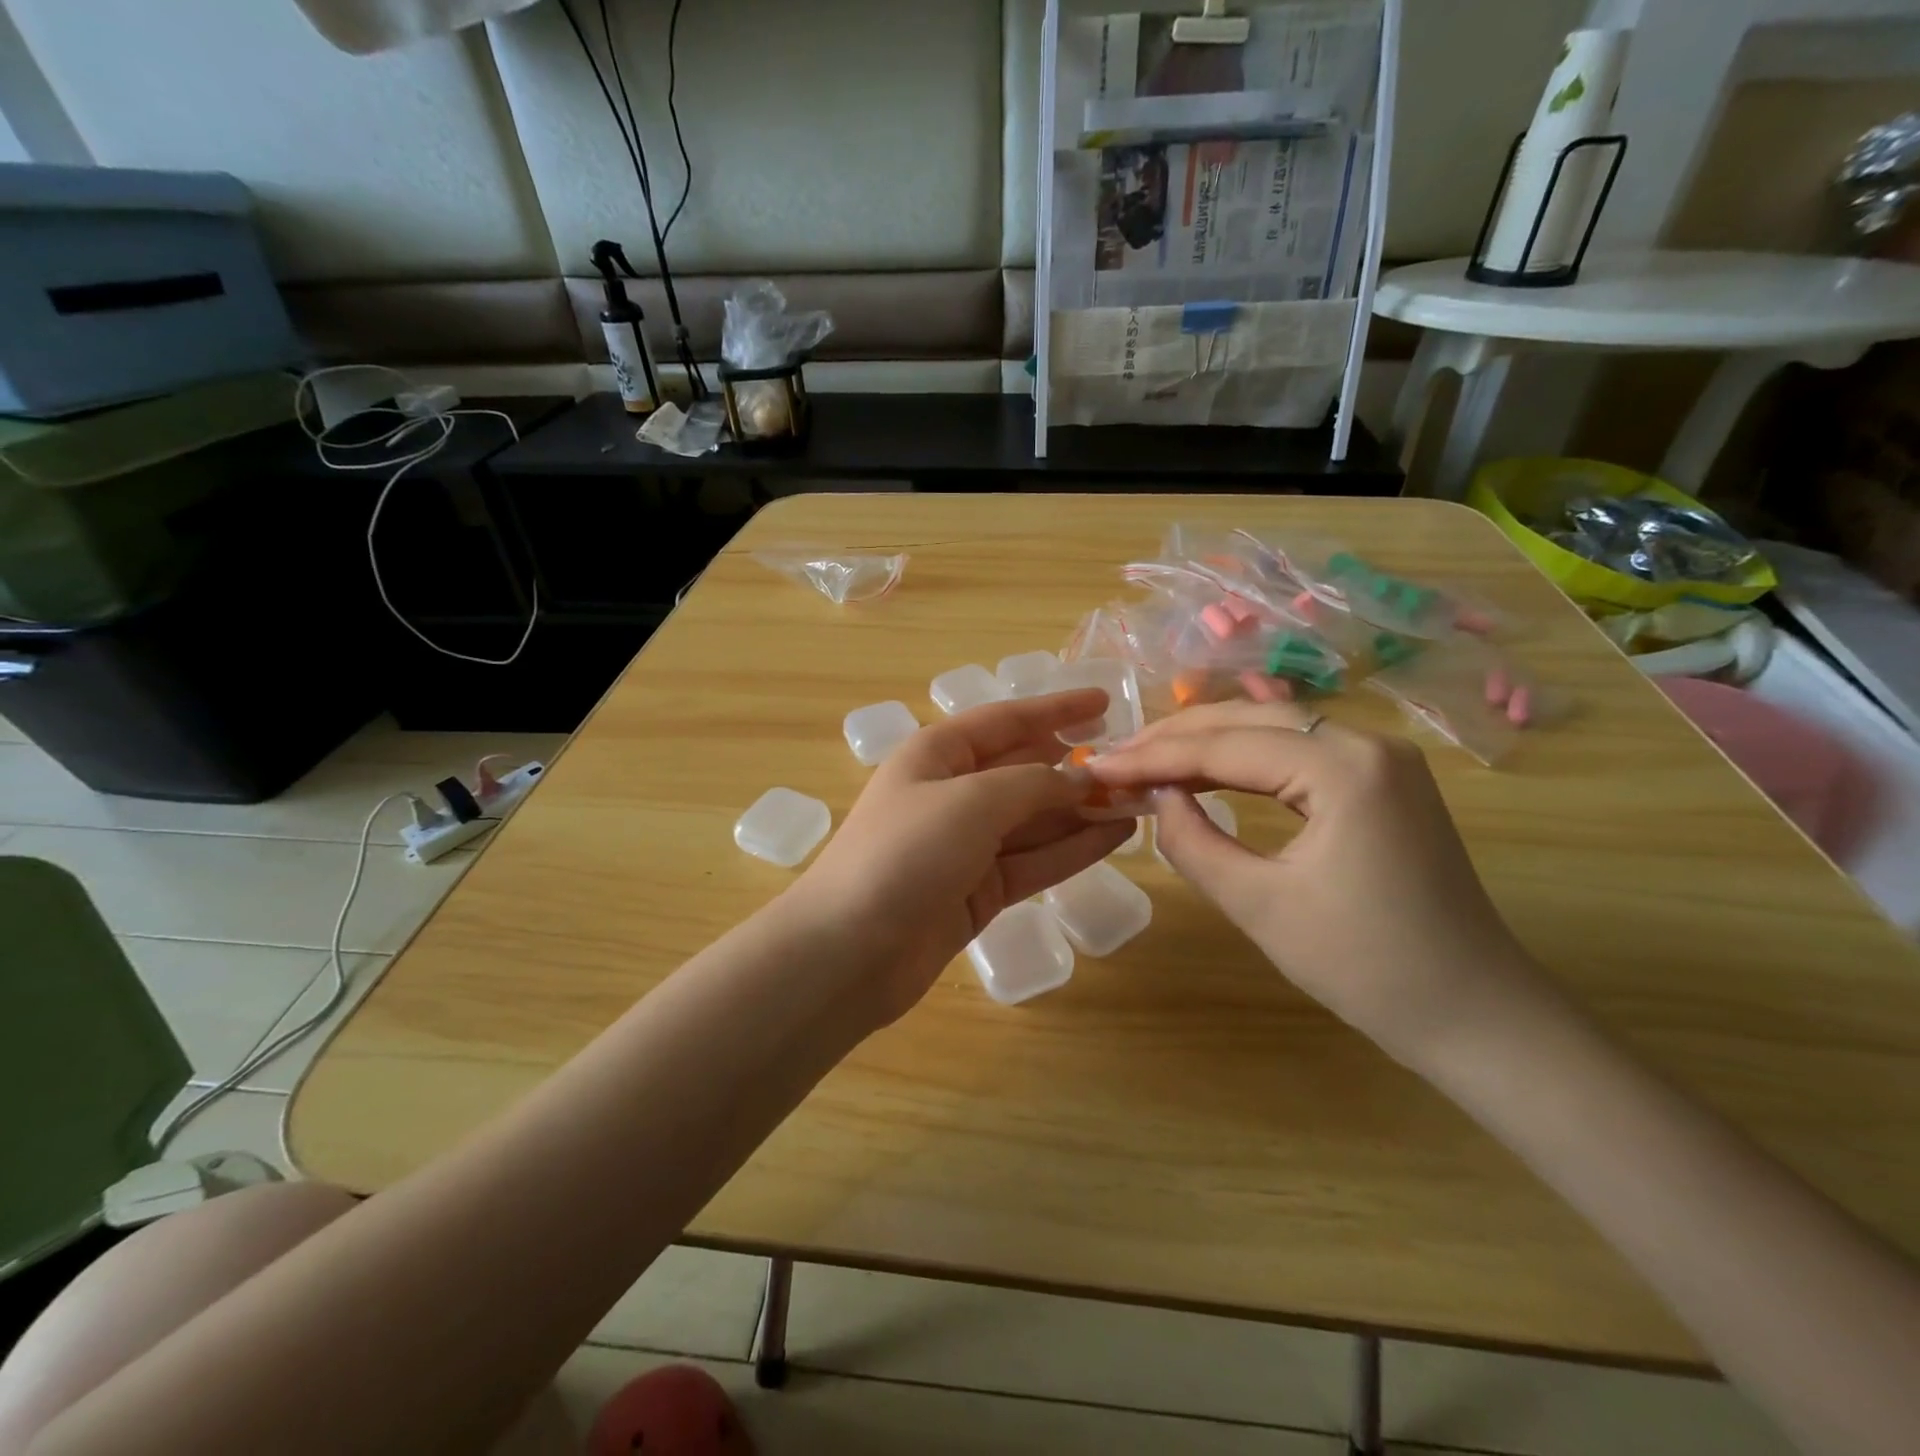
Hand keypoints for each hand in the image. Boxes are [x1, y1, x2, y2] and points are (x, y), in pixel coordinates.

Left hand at [796, 689, 1131, 1023]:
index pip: (1006, 720)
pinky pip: (1035, 859)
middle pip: (1025, 770)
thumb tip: (1083, 777)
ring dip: (1083, 809)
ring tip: (1141, 800)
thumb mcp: (972, 801)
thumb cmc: (906, 853)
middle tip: (1136, 762)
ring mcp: (967, 845)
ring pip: (1036, 818)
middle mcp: (953, 793)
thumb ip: (1034, 784)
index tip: (1104, 702)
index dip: (1056, 708)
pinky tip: (1115, 836)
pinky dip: (1073, 848)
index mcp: (938, 754)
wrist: (851, 950)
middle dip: (1076, 766)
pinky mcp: (980, 890)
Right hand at [1087, 701, 1539, 1061]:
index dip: (1154, 757)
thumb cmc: (1367, 969)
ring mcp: (1383, 758)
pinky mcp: (1384, 781)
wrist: (1477, 1017)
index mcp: (1344, 768)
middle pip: (1250, 720)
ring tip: (1147, 757)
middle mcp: (1368, 743)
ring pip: (1275, 728)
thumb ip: (1193, 842)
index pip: (1226, 747)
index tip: (1097, 767)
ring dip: (1209, 741)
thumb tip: (1159, 797)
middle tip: (1115, 755)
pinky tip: (1209, 768)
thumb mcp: (1259, 906)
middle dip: (1176, 737)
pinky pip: (1300, 751)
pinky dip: (1247, 758)